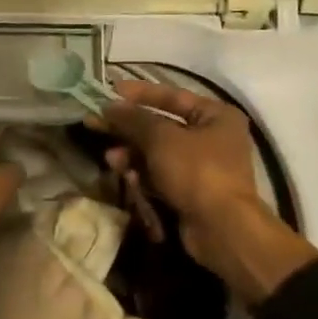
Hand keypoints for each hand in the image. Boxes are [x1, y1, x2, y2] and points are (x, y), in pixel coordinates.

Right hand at [92, 80, 317, 303]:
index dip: (139, 93)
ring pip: (156, 153)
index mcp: (216, 115)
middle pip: (160, 126)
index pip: (172, 96)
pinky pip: (160, 174)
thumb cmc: (196, 171)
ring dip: (131, 154)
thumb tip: (110, 106)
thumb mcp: (161, 139)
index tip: (110, 90)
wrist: (221, 228)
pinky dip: (142, 174)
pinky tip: (125, 176)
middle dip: (128, 128)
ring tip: (111, 159)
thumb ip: (134, 119)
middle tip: (95, 123)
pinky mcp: (190, 191)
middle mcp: (212, 137)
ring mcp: (201, 166)